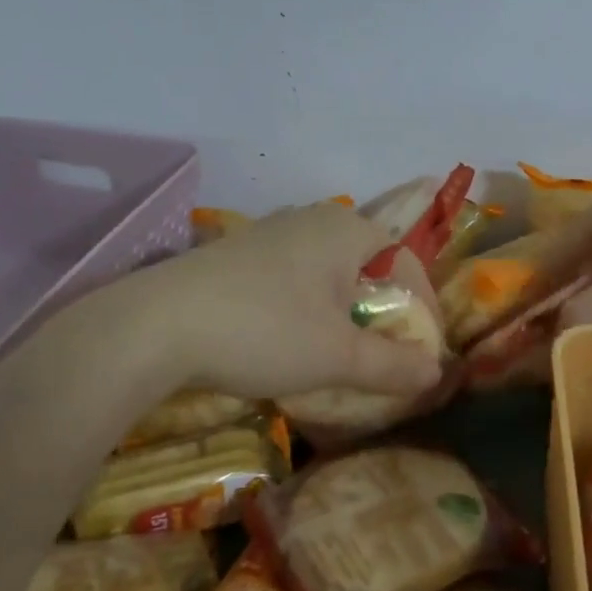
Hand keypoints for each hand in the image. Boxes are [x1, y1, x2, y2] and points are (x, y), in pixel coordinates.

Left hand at [80, 202, 443, 400]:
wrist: (154, 326)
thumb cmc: (265, 330)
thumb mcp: (337, 355)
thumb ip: (393, 364)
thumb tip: (436, 371)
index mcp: (346, 228)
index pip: (405, 263)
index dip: (422, 309)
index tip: (422, 353)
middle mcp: (312, 219)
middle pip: (366, 267)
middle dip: (381, 312)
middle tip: (382, 355)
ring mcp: (269, 233)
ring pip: (327, 274)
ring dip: (342, 312)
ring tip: (338, 354)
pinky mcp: (236, 254)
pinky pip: (292, 278)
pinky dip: (305, 309)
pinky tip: (286, 341)